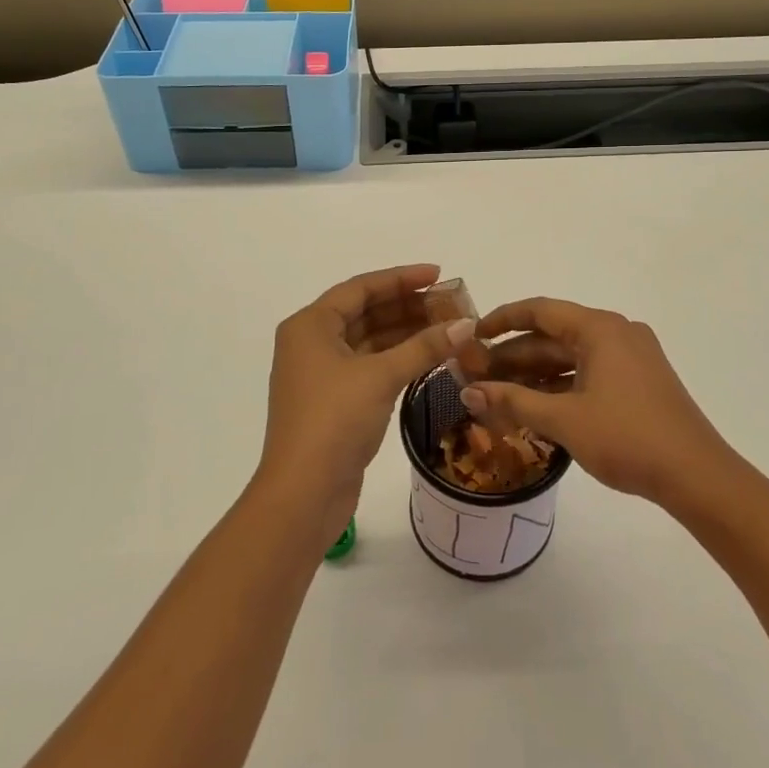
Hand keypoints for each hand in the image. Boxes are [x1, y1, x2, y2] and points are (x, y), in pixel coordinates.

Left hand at [262, 264, 475, 541]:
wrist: (303, 493)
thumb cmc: (334, 421)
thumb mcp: (381, 377)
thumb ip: (424, 347)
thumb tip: (465, 324)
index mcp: (311, 325)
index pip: (361, 288)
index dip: (401, 279)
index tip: (439, 274)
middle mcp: (312, 342)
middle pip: (366, 312)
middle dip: (408, 307)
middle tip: (451, 305)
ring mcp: (322, 374)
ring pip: (370, 341)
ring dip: (406, 334)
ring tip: (448, 328)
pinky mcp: (335, 401)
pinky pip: (371, 366)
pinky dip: (398, 359)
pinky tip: (430, 357)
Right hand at [460, 298, 732, 507]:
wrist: (696, 475)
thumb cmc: (627, 438)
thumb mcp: (563, 419)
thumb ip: (513, 401)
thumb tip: (467, 392)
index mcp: (599, 328)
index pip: (539, 311)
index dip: (501, 320)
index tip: (471, 336)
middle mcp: (615, 333)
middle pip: (553, 336)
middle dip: (513, 356)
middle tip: (475, 375)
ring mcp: (630, 357)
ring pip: (570, 357)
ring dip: (534, 374)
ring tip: (496, 393)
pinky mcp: (637, 381)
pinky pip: (588, 373)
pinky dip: (559, 386)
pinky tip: (534, 406)